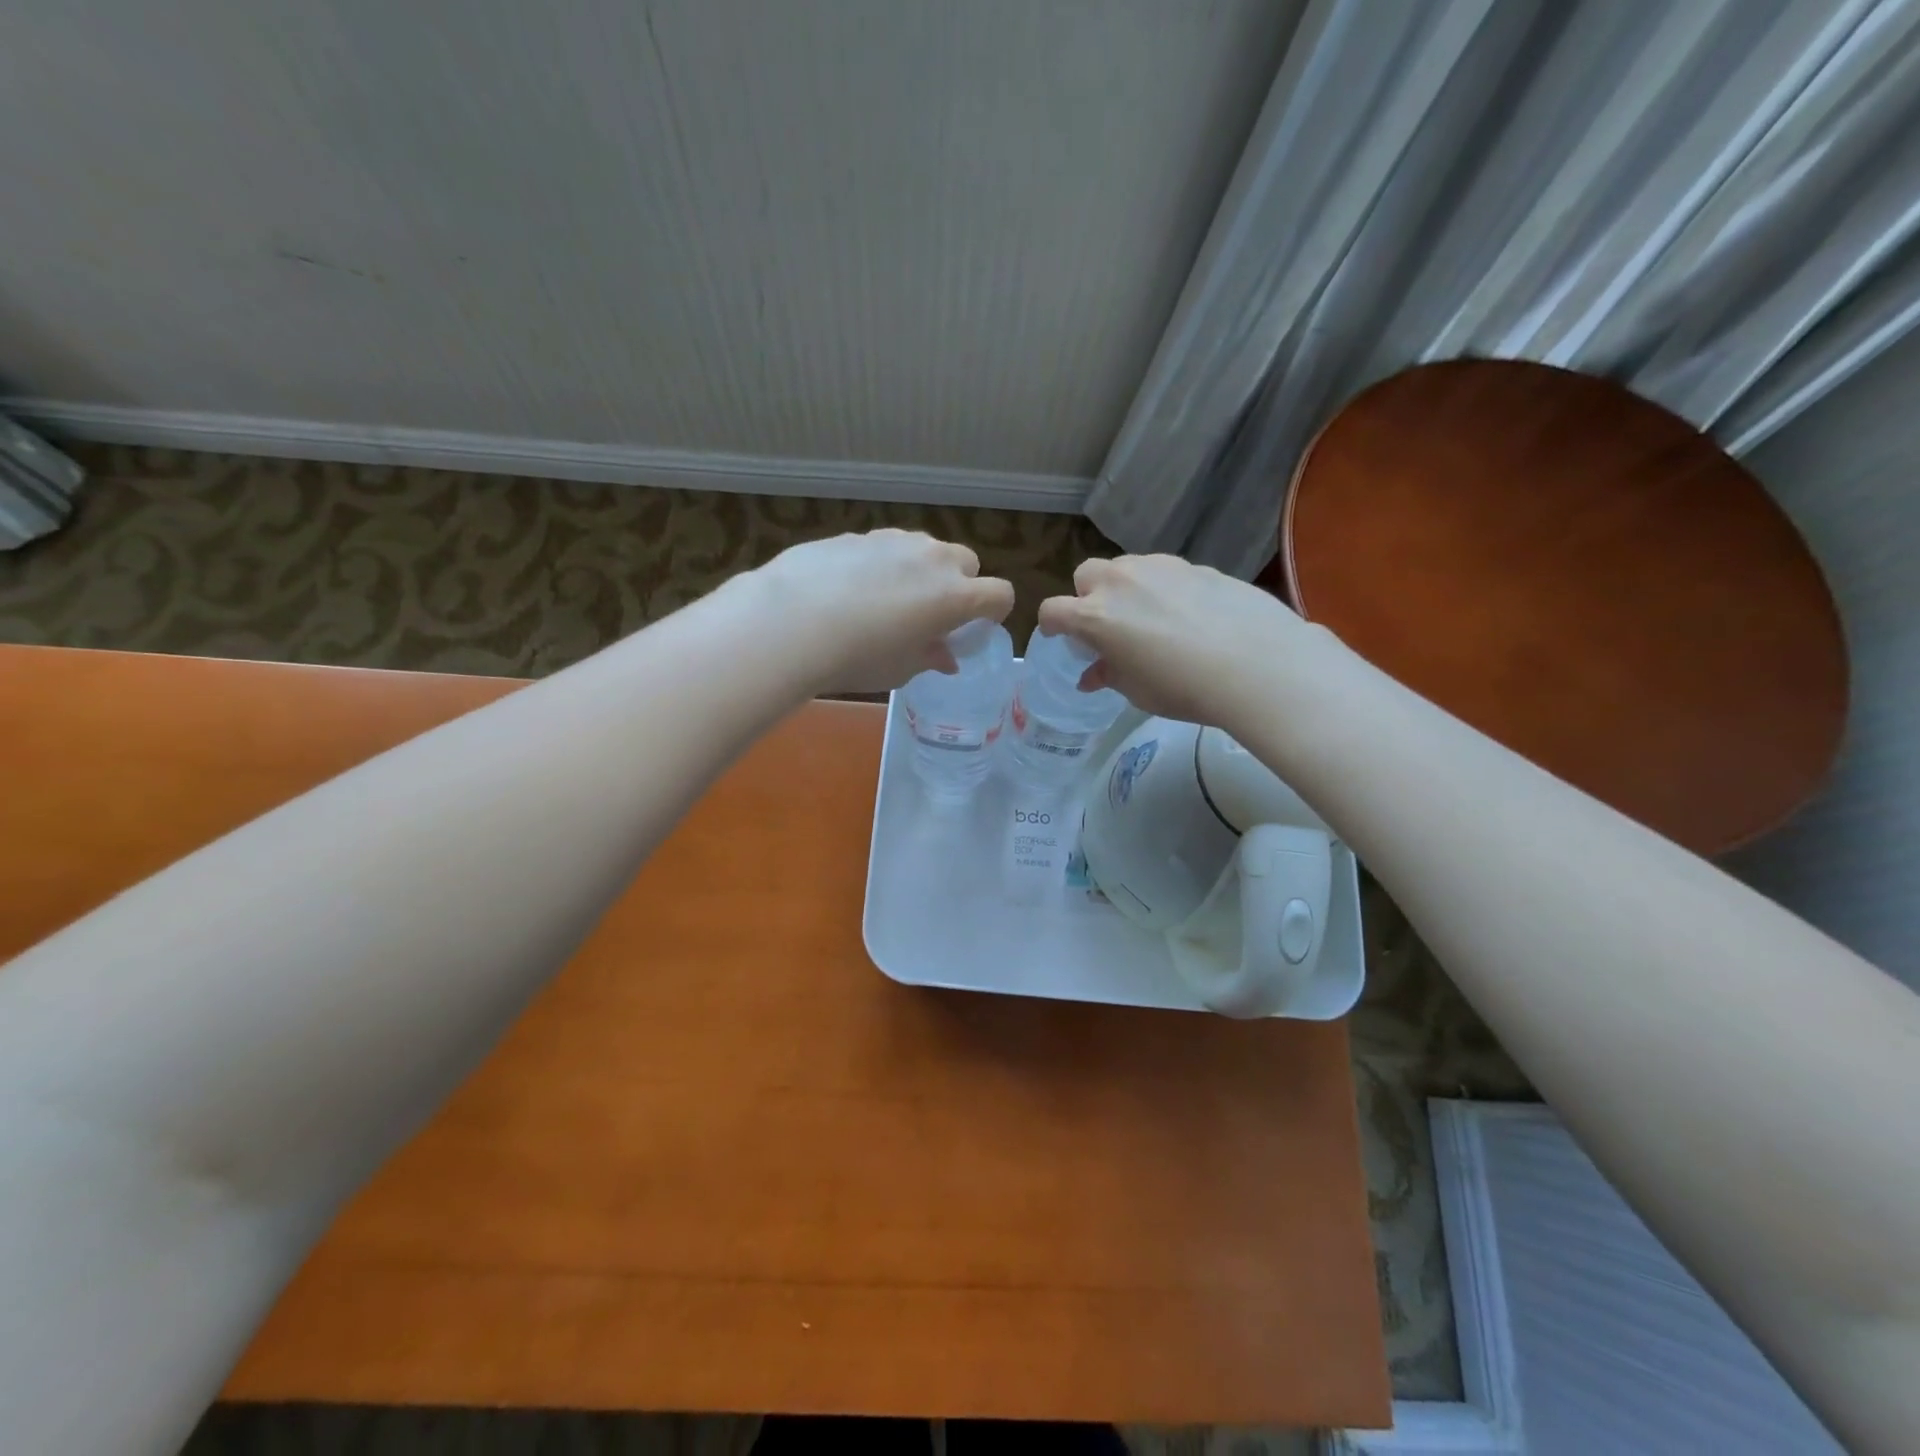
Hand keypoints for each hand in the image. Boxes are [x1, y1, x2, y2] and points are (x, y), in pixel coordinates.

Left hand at [748, 530, 1014, 692]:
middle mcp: (933, 559)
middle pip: (967, 562)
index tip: (973, 630)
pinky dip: (883, 564)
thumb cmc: (857, 657)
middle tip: (931, 615)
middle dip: (959, 585)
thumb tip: (945, 656)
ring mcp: (894, 540)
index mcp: (955, 596)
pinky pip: (886, 547)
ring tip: (889, 600)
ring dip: (921, 570)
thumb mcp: (900, 669)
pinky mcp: (858, 534)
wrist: (791, 621)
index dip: (993, 614)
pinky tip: (851, 589)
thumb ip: (930, 657)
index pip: (1000, 594)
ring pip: (925, 549)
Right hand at [1038, 554, 1315, 728]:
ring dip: (1126, 588)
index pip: (1052, 611)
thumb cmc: (1183, 687)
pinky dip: (1163, 588)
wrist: (1256, 664)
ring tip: (1149, 617)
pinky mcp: (1196, 565)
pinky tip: (1188, 614)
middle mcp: (1121, 582)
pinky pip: (1165, 572)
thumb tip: (1092, 675)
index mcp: (1095, 616)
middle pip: (1086, 574)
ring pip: (1127, 567)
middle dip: (1087, 596)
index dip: (1051, 626)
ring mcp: (1160, 568)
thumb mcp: (1137, 690)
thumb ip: (1109, 675)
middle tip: (1108, 625)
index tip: (1061, 638)